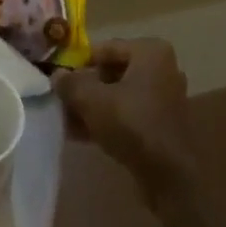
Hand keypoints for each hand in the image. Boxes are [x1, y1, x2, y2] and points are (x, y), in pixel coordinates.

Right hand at [55, 38, 197, 207]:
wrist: (169, 177)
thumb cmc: (132, 123)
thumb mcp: (92, 99)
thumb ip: (71, 83)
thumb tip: (56, 75)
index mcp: (150, 51)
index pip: (105, 48)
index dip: (79, 63)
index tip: (60, 78)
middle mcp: (162, 69)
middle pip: (112, 73)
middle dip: (86, 88)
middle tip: (61, 100)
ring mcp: (164, 98)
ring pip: (119, 96)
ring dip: (93, 107)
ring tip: (66, 120)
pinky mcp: (162, 125)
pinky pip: (128, 115)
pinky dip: (107, 121)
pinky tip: (81, 135)